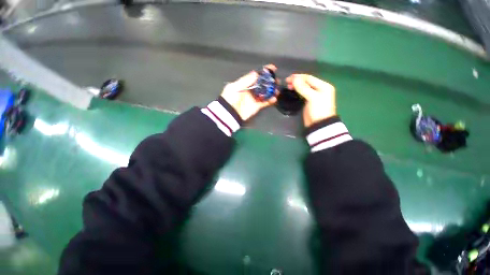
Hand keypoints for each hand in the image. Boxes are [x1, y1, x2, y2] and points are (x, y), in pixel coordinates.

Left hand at [221, 64, 277, 120]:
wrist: (229, 114)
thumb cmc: (229, 99)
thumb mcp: (234, 87)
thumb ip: (245, 81)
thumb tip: (256, 73)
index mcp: (245, 84)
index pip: (256, 76)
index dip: (264, 72)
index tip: (272, 68)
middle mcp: (250, 90)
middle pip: (262, 84)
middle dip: (270, 81)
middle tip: (276, 80)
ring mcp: (254, 98)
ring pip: (265, 93)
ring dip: (272, 91)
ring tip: (277, 89)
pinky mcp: (256, 106)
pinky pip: (265, 102)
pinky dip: (270, 100)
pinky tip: (274, 98)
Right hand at [286, 74, 335, 127]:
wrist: (319, 124)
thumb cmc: (318, 110)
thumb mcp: (312, 97)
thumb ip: (303, 88)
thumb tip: (294, 79)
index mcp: (323, 86)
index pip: (309, 78)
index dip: (299, 77)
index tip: (289, 78)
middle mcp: (319, 89)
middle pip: (306, 82)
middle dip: (297, 81)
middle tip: (287, 82)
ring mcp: (314, 95)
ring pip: (303, 87)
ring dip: (296, 86)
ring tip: (288, 86)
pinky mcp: (308, 101)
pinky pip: (302, 93)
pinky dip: (297, 91)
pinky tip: (292, 90)